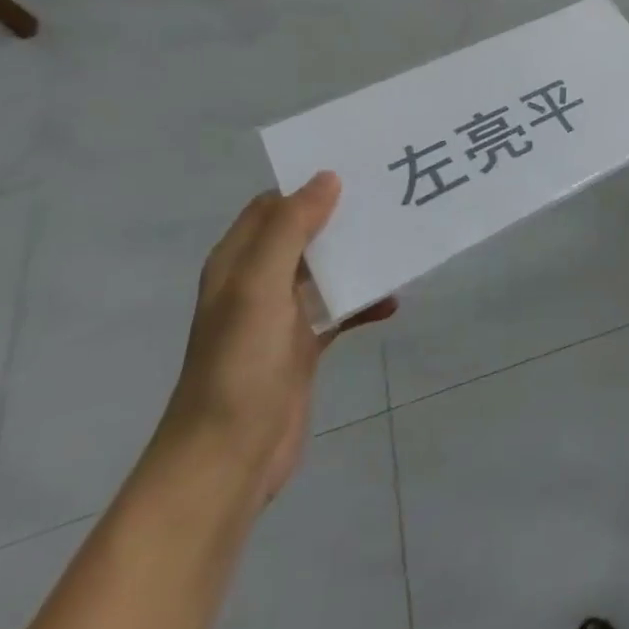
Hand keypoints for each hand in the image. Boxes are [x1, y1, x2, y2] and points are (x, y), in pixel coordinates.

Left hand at [158, 172, 395, 504]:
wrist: (227, 461)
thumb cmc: (239, 366)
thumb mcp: (260, 288)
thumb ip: (291, 229)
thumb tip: (327, 177)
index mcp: (238, 262)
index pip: (274, 205)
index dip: (309, 184)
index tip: (358, 167)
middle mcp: (257, 282)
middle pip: (305, 233)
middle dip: (343, 215)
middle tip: (390, 196)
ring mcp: (281, 316)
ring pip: (326, 269)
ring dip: (358, 256)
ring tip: (400, 239)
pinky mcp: (303, 347)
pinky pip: (340, 309)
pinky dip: (365, 301)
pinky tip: (393, 302)